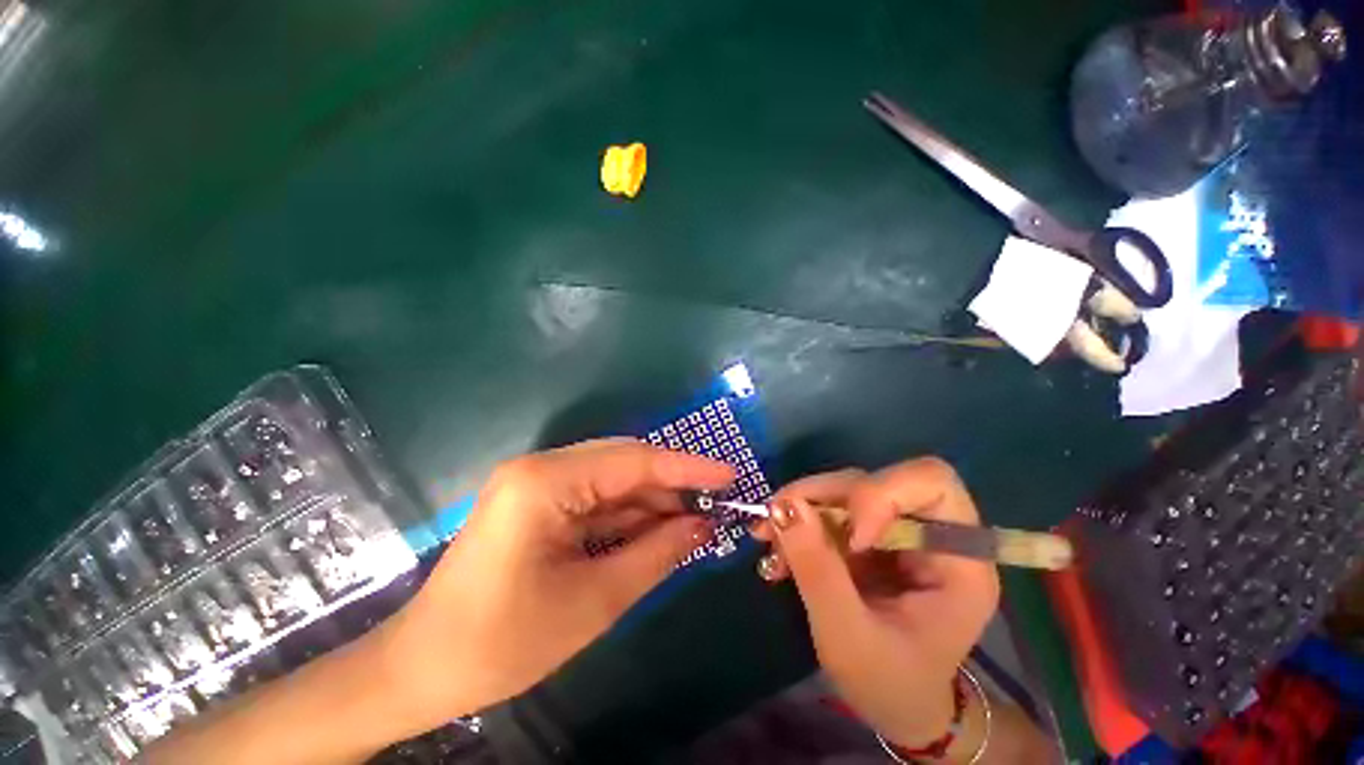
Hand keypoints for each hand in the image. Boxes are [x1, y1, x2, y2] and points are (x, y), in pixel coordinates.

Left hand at [372, 439, 734, 736]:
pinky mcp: (536, 500)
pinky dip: (628, 512)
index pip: (633, 461)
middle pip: (623, 462)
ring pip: (612, 478)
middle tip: (714, 504)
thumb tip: (704, 526)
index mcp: (544, 482)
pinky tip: (655, 528)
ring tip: (692, 522)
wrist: (421, 668)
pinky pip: (595, 496)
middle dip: (671, 482)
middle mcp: (539, 467)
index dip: (687, 466)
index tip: (730, 474)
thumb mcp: (594, 601)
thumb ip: (657, 554)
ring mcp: (535, 481)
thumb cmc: (502, 643)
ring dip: (652, 499)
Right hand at [753, 459, 999, 747]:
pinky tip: (777, 549)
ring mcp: (895, 529)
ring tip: (767, 540)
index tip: (850, 540)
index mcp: (958, 559)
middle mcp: (929, 531)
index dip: (882, 493)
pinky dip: (797, 521)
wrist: (894, 704)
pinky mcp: (867, 533)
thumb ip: (818, 570)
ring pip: (844, 488)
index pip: (932, 482)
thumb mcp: (849, 638)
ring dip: (800, 507)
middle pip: (875, 480)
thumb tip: (783, 505)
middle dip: (821, 496)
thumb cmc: (889, 684)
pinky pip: (827, 507)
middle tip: (775, 519)